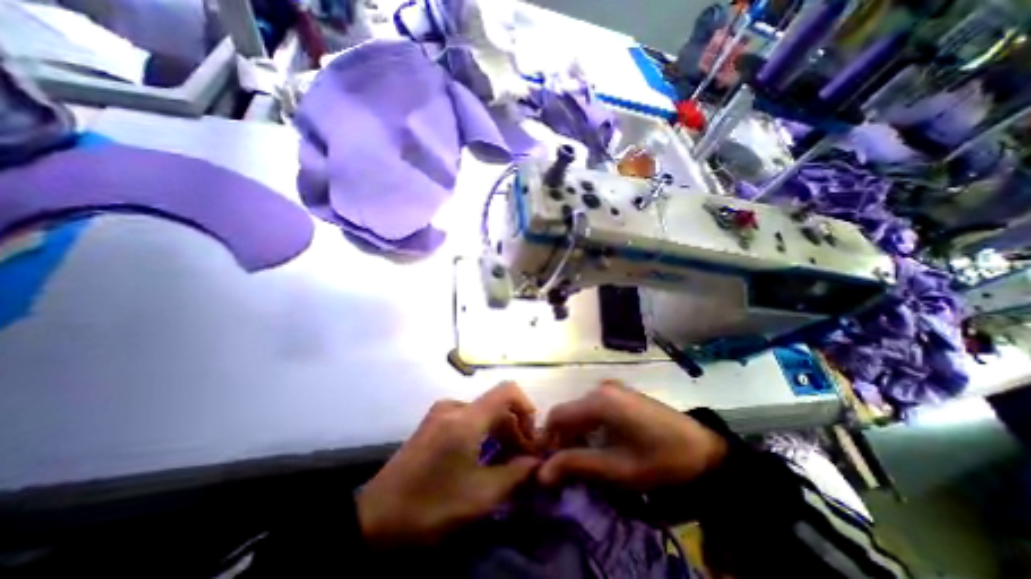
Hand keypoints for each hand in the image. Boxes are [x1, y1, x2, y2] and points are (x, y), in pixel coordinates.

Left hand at [358, 382, 539, 545]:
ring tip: (504, 461)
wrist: (375, 517)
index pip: (508, 391)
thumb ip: (515, 474)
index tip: (531, 437)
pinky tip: (482, 456)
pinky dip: (482, 432)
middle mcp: (454, 406)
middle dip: (514, 428)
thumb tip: (536, 461)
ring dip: (499, 432)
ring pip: (483, 412)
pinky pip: (468, 418)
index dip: (526, 408)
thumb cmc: (430, 505)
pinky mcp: (433, 422)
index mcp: (466, 418)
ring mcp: (441, 412)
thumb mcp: (479, 497)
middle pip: (496, 405)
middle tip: (521, 460)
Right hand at [539, 383, 723, 489]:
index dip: (548, 439)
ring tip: (588, 459)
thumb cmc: (658, 460)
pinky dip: (590, 426)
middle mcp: (600, 389)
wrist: (703, 449)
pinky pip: (594, 408)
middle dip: (564, 439)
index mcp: (598, 401)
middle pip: (568, 412)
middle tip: (570, 467)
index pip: (557, 415)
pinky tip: (603, 444)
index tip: (550, 464)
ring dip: (577, 434)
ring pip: (580, 411)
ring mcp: (612, 389)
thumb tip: (541, 473)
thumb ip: (576, 465)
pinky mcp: (621, 394)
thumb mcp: (616, 468)